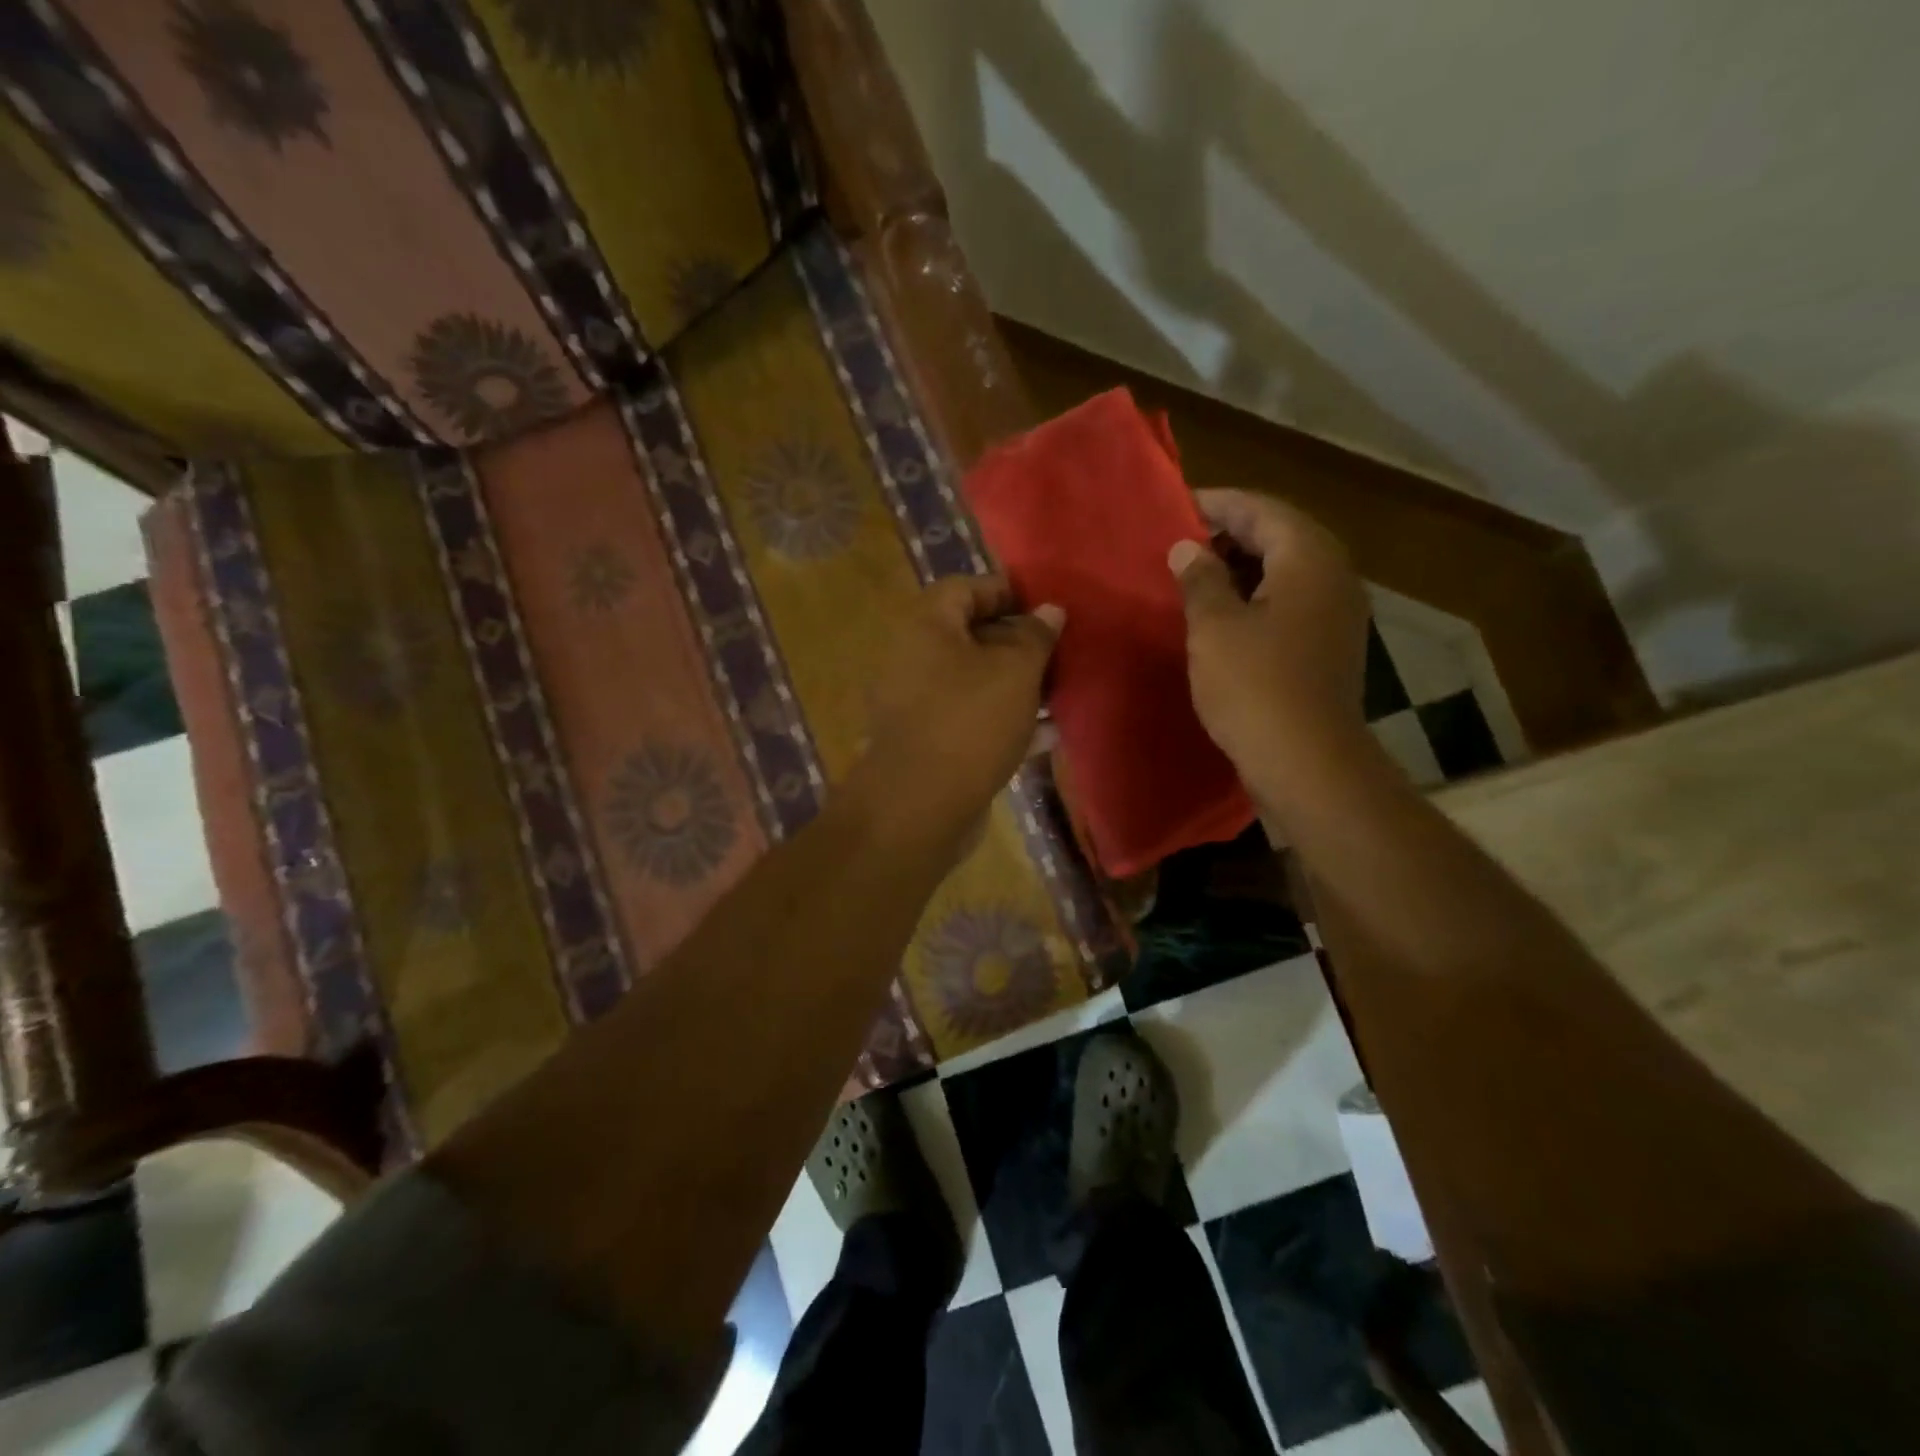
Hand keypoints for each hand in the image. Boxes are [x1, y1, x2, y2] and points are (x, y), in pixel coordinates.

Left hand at [856, 574, 1062, 841]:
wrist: (920, 806)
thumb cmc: (970, 721)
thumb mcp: (1015, 670)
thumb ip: (1035, 636)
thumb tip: (1050, 610)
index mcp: (926, 626)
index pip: (966, 588)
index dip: (1007, 592)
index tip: (1046, 608)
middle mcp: (913, 659)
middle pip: (970, 636)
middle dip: (1017, 642)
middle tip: (1059, 652)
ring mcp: (917, 704)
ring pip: (974, 681)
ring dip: (1015, 684)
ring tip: (1059, 690)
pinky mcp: (928, 742)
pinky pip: (970, 718)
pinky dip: (1003, 719)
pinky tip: (1044, 732)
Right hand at [1169, 488, 1370, 796]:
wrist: (1307, 762)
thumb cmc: (1255, 686)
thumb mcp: (1214, 627)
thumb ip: (1200, 579)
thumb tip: (1188, 549)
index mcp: (1309, 559)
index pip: (1262, 509)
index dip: (1218, 504)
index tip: (1177, 506)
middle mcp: (1334, 576)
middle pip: (1281, 534)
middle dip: (1231, 533)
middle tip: (1183, 541)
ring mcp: (1338, 613)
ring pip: (1288, 570)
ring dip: (1244, 566)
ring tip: (1196, 575)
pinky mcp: (1331, 645)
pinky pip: (1292, 601)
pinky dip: (1259, 596)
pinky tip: (1225, 614)